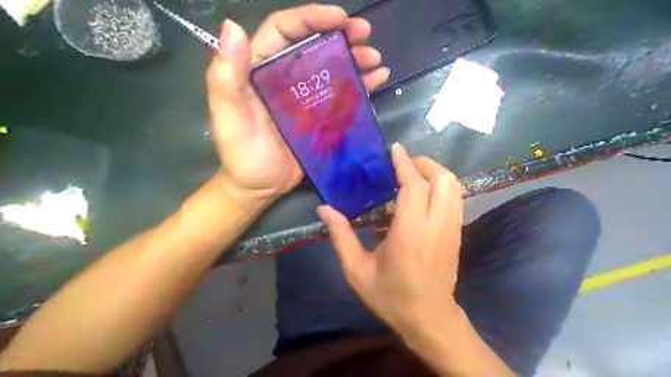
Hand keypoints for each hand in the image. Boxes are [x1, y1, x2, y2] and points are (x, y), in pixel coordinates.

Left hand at [207, 4, 391, 201]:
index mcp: (260, 71)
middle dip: (340, 35)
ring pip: (332, 69)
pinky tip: (379, 79)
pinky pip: (342, 96)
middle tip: (365, 33)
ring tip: (375, 59)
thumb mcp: (229, 118)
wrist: (259, 188)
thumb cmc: (242, 156)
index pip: (284, 32)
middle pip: (314, 46)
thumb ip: (226, 78)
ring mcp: (305, 99)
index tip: (339, 17)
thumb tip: (232, 26)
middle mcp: (285, 79)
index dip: (310, 18)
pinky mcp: (320, 118)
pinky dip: (361, 85)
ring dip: (355, 59)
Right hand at [318, 143, 464, 338]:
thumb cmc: (391, 296)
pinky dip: (443, 186)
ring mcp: (451, 229)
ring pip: (454, 186)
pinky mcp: (457, 234)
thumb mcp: (357, 270)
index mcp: (410, 232)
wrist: (429, 319)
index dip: (404, 163)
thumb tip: (324, 209)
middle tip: (403, 163)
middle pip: (442, 178)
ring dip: (435, 172)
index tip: (395, 149)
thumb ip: (340, 236)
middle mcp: (436, 225)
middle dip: (424, 163)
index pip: (414, 186)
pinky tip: (425, 192)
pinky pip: (456, 199)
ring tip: (414, 173)